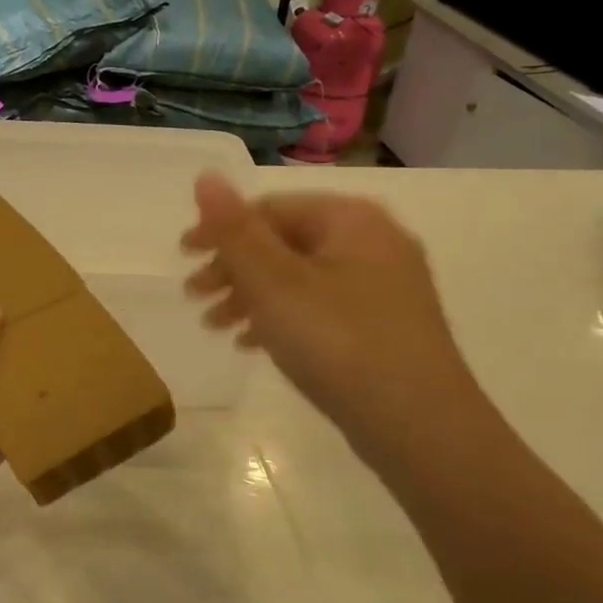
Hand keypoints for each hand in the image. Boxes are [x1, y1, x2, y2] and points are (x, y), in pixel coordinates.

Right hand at [182, 173, 481, 454]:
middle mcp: (372, 241)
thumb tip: (206, 175)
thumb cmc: (338, 342)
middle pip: (283, 242)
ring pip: (298, 277)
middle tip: (193, 296)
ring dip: (249, 295)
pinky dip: (281, 318)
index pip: (269, 207)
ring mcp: (383, 285)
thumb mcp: (274, 282)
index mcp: (350, 219)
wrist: (420, 426)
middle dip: (232, 268)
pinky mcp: (384, 325)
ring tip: (214, 326)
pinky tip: (252, 344)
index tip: (182, 257)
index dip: (220, 229)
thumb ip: (235, 230)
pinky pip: (319, 306)